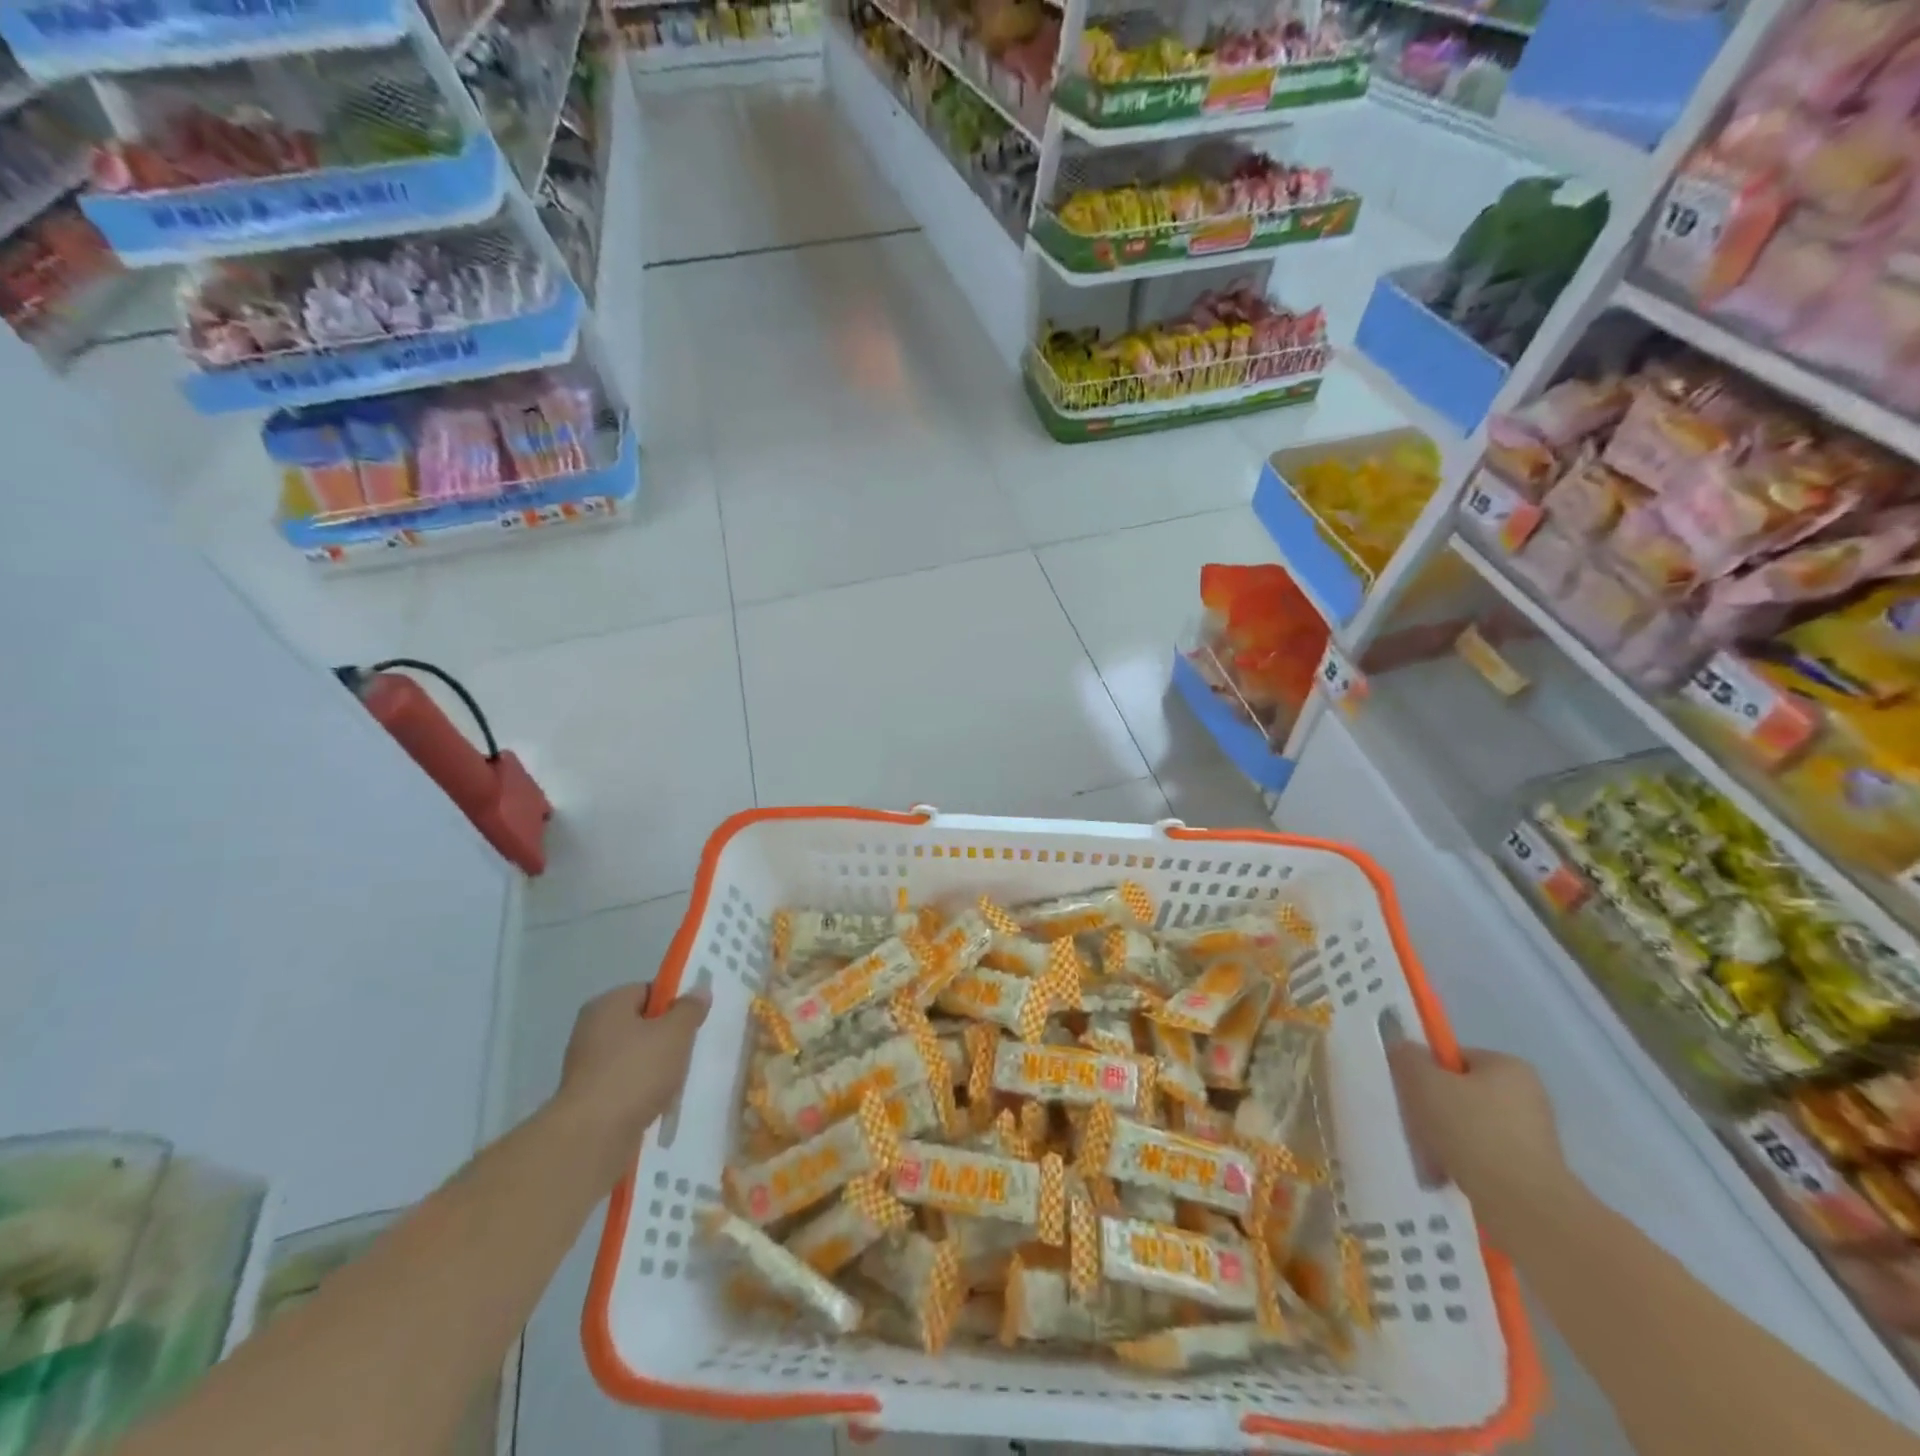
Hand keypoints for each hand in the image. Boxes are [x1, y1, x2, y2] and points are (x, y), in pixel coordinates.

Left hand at [553, 983, 708, 1189]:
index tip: (694, 1020)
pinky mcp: (588, 1099)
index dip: (674, 1002)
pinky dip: (642, 1092)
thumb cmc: (636, 1072)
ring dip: (656, 1067)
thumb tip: (699, 990)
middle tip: (691, 1048)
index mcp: (608, 1005)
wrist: (592, 1137)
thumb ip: (689, 1009)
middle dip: (666, 1037)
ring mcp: (586, 1066)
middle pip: (640, 1024)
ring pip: (634, 1057)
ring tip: (679, 1080)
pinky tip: (659, 1103)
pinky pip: (624, 1085)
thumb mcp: (675, 1033)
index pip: (647, 991)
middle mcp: (591, 1030)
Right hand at [1388, 1042, 1569, 1242]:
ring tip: (1427, 1156)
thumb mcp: (1422, 1081)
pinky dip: (1462, 1163)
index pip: (1454, 1058)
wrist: (1522, 1206)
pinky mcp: (1532, 1173)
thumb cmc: (1471, 1130)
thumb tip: (1404, 1050)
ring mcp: (1534, 1137)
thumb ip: (1407, 1057)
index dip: (1426, 1072)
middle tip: (1413, 1125)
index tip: (1410, 1093)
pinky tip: (1446, 1175)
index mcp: (1509, 1066)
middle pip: (1461, 1093)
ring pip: (1470, 1127)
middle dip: (1434, 1109)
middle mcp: (1529, 1096)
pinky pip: (1484, 1157)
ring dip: (1445, 1138)